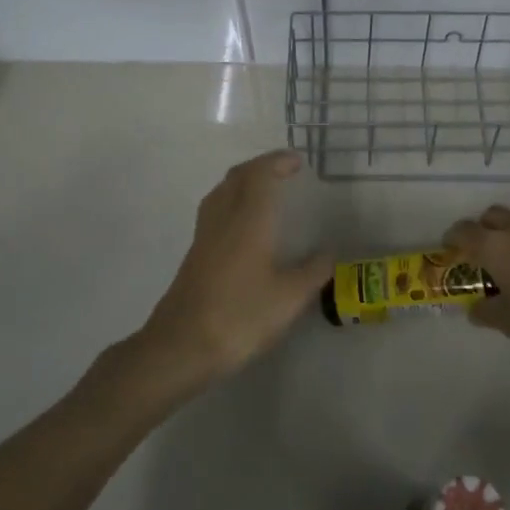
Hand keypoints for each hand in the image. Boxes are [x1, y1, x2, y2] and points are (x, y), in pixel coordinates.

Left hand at [142, 149, 330, 378]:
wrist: (180, 348)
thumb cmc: (240, 317)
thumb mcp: (289, 298)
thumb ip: (312, 272)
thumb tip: (328, 254)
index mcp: (248, 221)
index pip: (260, 175)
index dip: (278, 162)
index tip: (297, 161)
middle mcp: (223, 220)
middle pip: (237, 177)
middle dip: (260, 167)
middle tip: (284, 171)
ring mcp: (204, 238)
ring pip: (221, 193)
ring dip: (243, 182)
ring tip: (264, 191)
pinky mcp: (194, 257)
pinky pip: (214, 212)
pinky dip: (232, 202)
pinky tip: (244, 226)